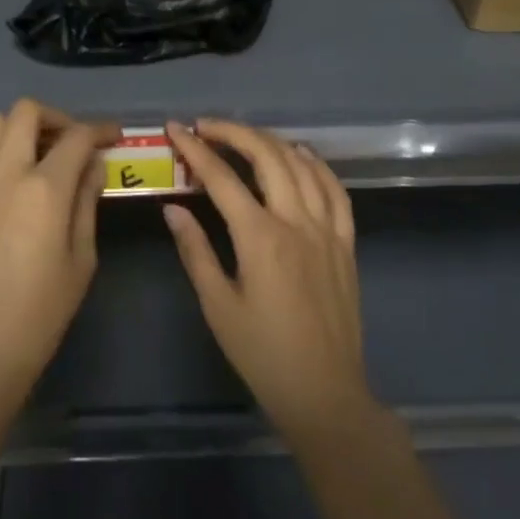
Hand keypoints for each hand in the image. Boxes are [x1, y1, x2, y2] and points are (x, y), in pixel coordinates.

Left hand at [0, 99, 115, 408]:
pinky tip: (3, 170)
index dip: (100, 130)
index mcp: (44, 189)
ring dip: (20, 128)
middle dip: (56, 117)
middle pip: (26, 112)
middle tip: (71, 141)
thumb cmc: (42, 309)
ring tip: (36, 152)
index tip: (112, 136)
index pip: (77, 138)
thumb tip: (93, 165)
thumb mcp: (81, 257)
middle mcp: (5, 173)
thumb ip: (87, 201)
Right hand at [164, 120, 372, 443]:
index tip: (175, 129)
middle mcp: (297, 222)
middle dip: (233, 132)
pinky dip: (316, 164)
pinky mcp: (346, 242)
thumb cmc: (262, 354)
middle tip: (206, 126)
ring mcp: (327, 229)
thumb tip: (173, 208)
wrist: (324, 392)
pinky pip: (335, 190)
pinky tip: (300, 155)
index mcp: (260, 238)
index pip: (222, 178)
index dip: (195, 149)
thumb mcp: (218, 306)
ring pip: (301, 165)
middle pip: (267, 156)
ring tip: (243, 136)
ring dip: (270, 141)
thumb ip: (195, 251)